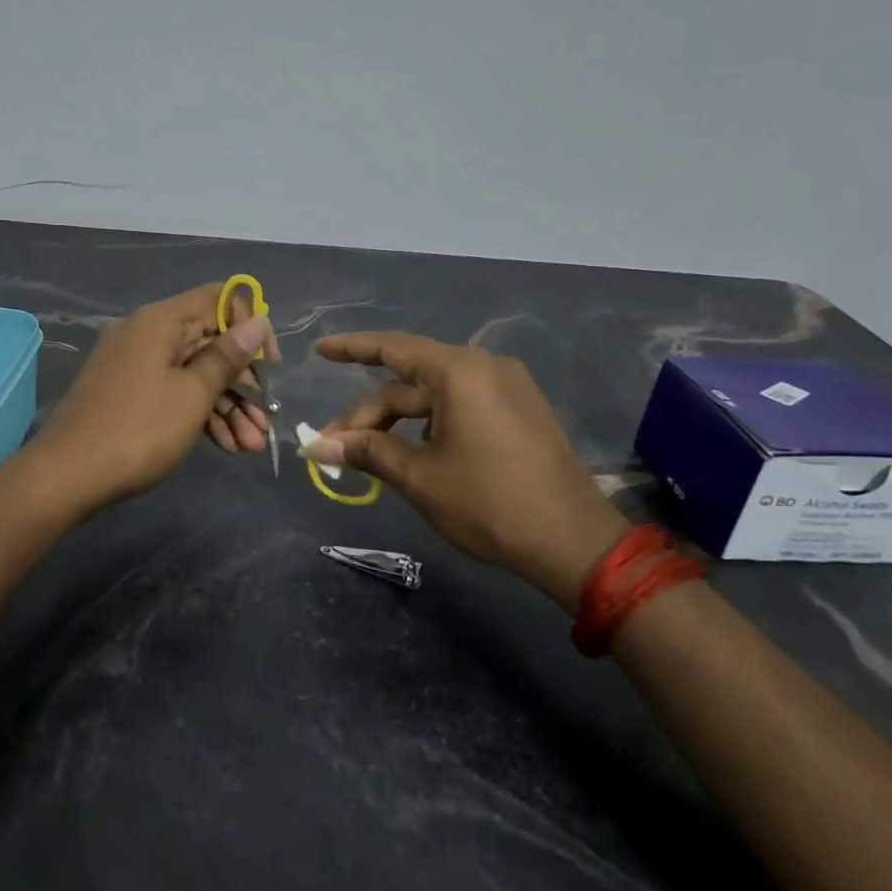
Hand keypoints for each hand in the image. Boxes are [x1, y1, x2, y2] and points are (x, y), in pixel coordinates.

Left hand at [33, 284, 277, 513]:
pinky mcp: (129, 393)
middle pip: (210, 342)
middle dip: (243, 382)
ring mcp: (136, 365)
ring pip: (194, 374)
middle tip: (266, 419)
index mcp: (161, 321)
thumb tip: (259, 320)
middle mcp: (147, 334)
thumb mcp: (193, 394)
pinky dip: (199, 414)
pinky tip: (226, 447)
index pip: (219, 299)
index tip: (269, 365)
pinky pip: (173, 392)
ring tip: (251, 446)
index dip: (251, 326)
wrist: (67, 476)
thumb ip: (228, 356)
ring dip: (227, 407)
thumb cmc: (139, 429)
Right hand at [301, 333, 626, 606]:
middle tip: (336, 445)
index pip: (392, 347)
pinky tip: (416, 454)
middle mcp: (485, 367)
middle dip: (371, 414)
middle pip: (411, 382)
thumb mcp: (419, 477)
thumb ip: (367, 451)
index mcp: (459, 372)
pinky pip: (463, 405)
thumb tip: (317, 444)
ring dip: (400, 422)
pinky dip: (431, 424)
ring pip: (436, 396)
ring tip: (371, 456)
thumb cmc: (488, 503)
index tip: (321, 350)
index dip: (351, 349)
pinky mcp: (522, 411)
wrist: (573, 543)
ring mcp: (509, 388)